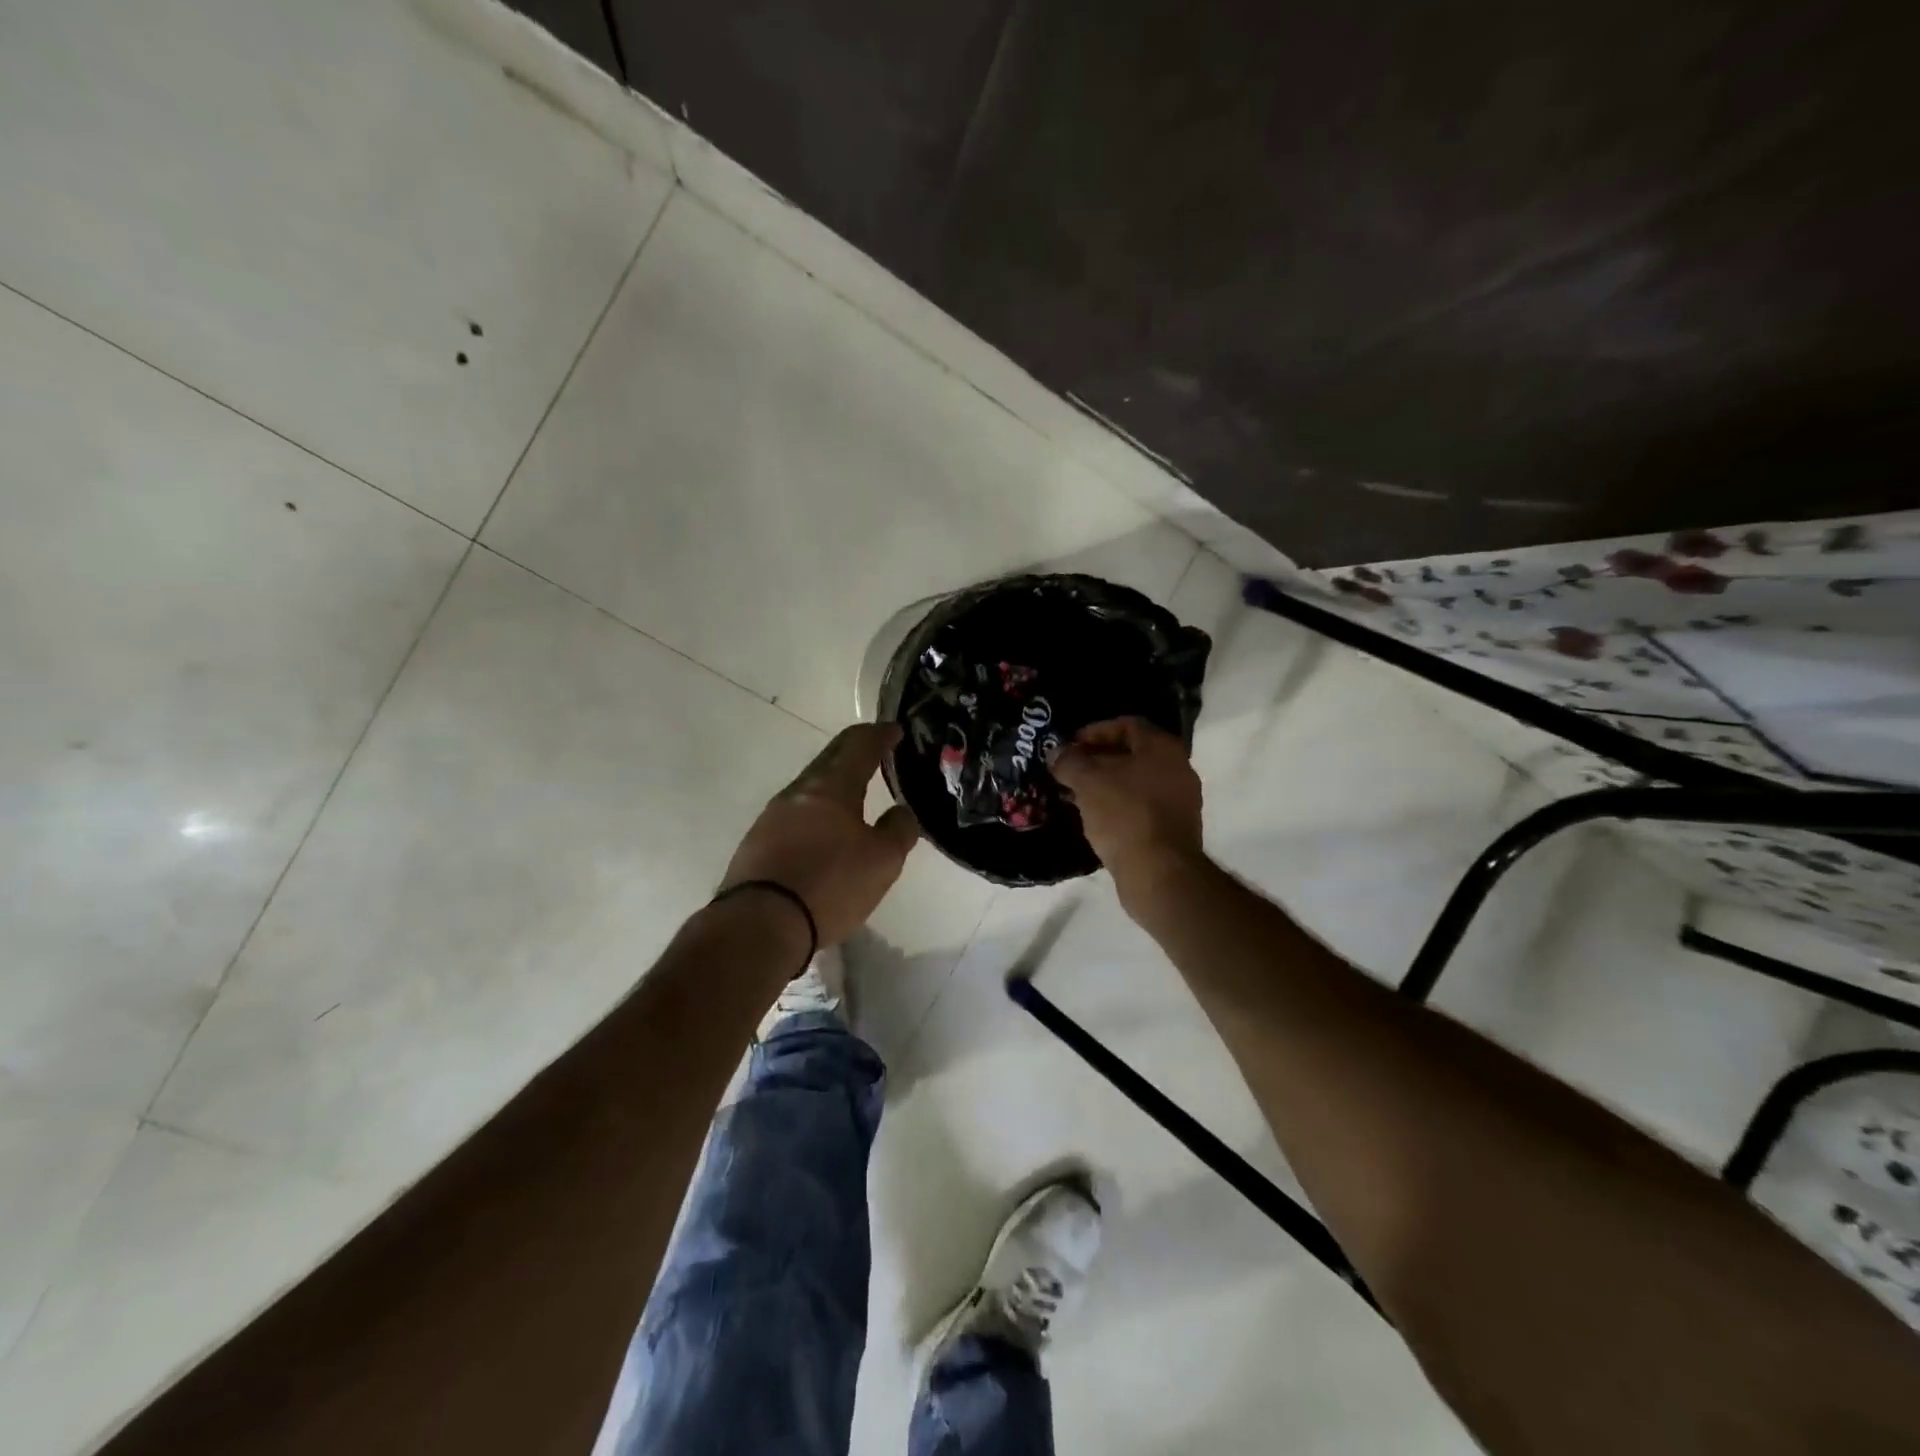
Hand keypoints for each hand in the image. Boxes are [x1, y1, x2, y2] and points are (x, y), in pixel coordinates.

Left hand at [719, 722, 920, 946]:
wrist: (759, 923)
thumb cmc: (829, 884)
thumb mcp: (882, 861)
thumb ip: (899, 830)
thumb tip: (900, 811)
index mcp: (832, 787)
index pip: (859, 745)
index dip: (879, 734)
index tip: (894, 730)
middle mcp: (798, 791)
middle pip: (829, 759)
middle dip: (854, 750)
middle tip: (876, 751)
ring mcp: (772, 816)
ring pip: (810, 786)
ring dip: (834, 782)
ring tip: (854, 794)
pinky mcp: (757, 842)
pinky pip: (795, 813)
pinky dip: (816, 810)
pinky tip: (824, 829)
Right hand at [1051, 717, 1204, 884]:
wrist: (1159, 872)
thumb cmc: (1124, 815)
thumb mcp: (1087, 782)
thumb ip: (1069, 761)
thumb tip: (1057, 753)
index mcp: (1163, 748)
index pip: (1127, 725)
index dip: (1094, 731)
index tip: (1070, 746)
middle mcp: (1178, 768)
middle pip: (1132, 753)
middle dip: (1097, 760)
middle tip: (1068, 770)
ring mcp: (1179, 801)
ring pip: (1135, 782)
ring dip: (1105, 784)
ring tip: (1075, 795)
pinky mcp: (1174, 828)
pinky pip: (1141, 806)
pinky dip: (1117, 806)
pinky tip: (1095, 818)